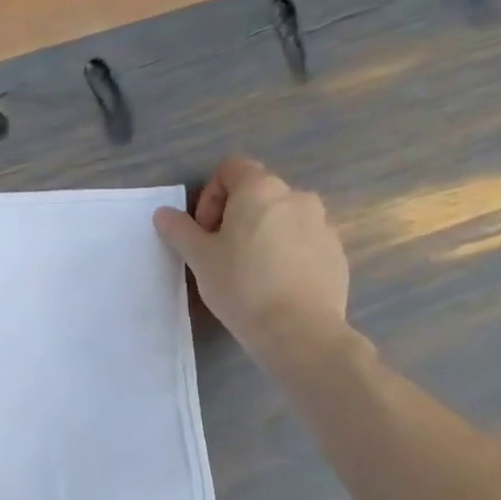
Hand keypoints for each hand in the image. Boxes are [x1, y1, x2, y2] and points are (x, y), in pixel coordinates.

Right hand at [153, 157, 349, 360]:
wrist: (299, 330)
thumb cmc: (241, 285)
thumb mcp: (199, 258)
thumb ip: (180, 230)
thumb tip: (164, 213)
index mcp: (260, 189)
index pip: (231, 169)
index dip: (210, 195)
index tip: (204, 231)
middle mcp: (297, 196)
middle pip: (258, 193)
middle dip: (235, 216)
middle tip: (221, 253)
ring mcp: (323, 224)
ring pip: (283, 218)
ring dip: (263, 233)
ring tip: (250, 271)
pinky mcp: (336, 252)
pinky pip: (304, 241)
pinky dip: (287, 253)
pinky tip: (276, 285)